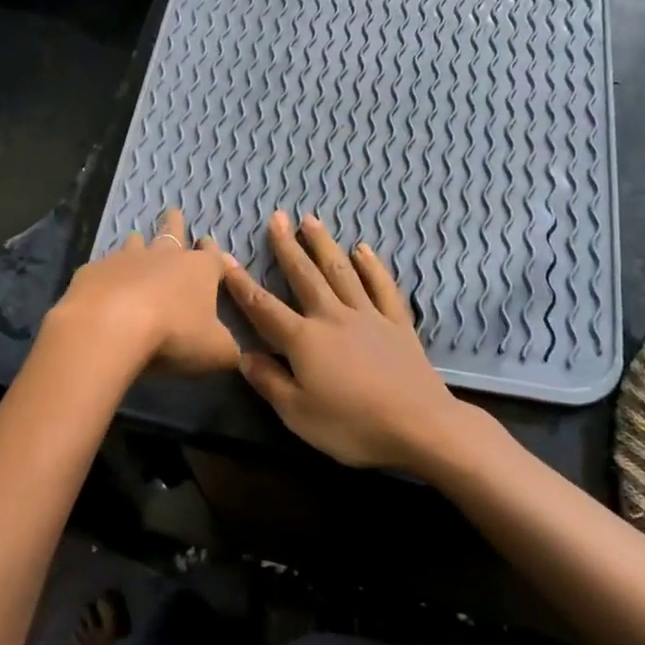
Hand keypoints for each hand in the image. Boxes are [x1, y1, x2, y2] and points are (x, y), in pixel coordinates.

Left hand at [49, 207, 239, 373]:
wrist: (110, 326)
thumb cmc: (173, 335)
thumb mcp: (216, 352)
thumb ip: (227, 350)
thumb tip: (236, 355)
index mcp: (199, 270)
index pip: (212, 256)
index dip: (213, 251)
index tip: (208, 242)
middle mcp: (165, 257)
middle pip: (172, 233)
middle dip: (175, 224)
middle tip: (173, 213)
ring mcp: (126, 260)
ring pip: (135, 243)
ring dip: (138, 243)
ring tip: (136, 240)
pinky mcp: (94, 271)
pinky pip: (103, 267)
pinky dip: (107, 272)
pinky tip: (103, 282)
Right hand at [223, 211, 462, 470]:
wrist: (419, 425)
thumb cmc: (352, 426)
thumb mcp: (298, 414)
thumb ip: (269, 382)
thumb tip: (245, 355)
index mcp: (303, 340)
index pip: (264, 308)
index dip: (242, 284)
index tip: (225, 258)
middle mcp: (332, 317)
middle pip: (305, 276)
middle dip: (287, 247)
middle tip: (277, 218)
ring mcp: (368, 316)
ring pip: (341, 272)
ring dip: (324, 245)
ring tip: (311, 221)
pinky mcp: (397, 323)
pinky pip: (381, 287)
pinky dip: (371, 266)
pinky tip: (363, 249)